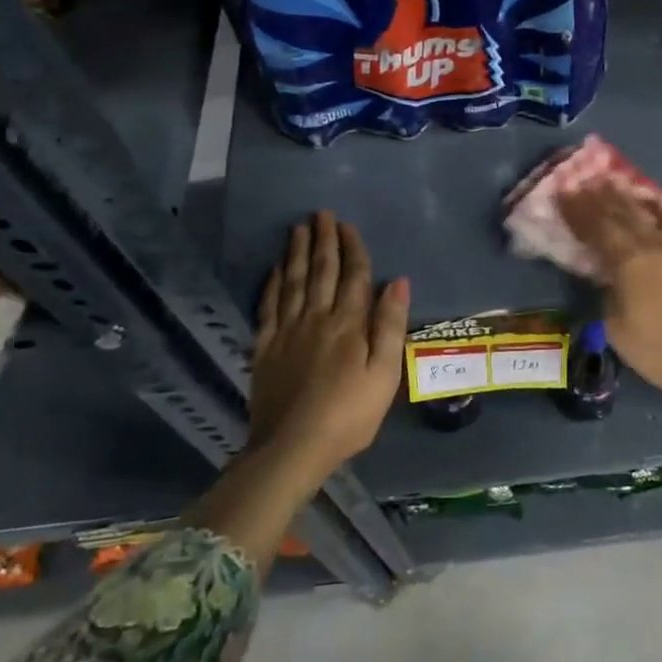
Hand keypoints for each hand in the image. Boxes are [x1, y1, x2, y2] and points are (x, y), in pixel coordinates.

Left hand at [250, 211, 408, 478]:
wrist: (293, 447)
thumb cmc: (349, 414)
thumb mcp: (384, 373)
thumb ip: (390, 325)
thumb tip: (398, 281)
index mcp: (348, 323)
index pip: (353, 276)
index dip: (352, 249)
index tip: (348, 225)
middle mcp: (316, 318)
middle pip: (321, 271)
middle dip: (323, 240)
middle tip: (321, 214)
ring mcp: (286, 332)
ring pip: (293, 282)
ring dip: (297, 253)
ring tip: (298, 229)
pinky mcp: (264, 349)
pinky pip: (268, 307)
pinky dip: (272, 285)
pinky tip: (275, 270)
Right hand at [559, 185, 661, 426]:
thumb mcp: (618, 331)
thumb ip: (608, 297)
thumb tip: (609, 279)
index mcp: (629, 264)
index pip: (597, 230)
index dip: (578, 211)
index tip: (564, 193)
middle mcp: (654, 246)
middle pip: (623, 215)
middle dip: (600, 198)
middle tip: (584, 182)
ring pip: (650, 214)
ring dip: (629, 198)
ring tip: (614, 184)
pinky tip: (659, 203)